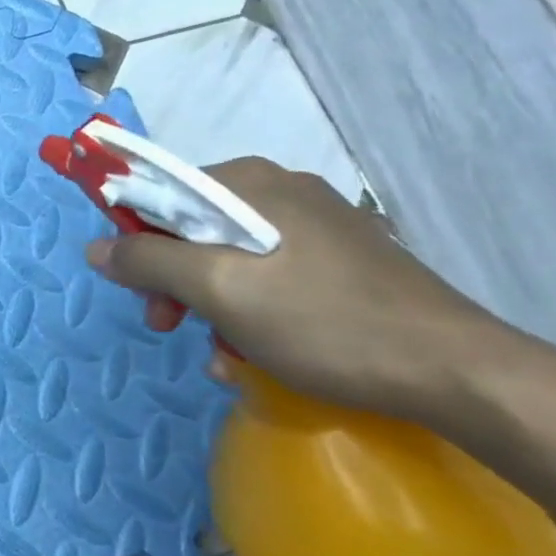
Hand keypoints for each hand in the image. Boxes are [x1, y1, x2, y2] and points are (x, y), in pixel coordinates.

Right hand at [85, 158, 507, 423]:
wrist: (459, 374)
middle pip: (193, 227)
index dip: (135, 238)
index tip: (135, 287)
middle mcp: (281, 190)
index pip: (160, 192)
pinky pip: (270, 276)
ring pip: (230, 257)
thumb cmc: (323, 321)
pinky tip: (256, 354)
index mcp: (249, 182)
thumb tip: (96, 247)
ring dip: (210, 305)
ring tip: (222, 353)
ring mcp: (318, 225)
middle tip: (169, 325)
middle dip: (173, 280)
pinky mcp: (344, 261)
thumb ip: (148, 262)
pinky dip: (250, 311)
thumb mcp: (219, 291)